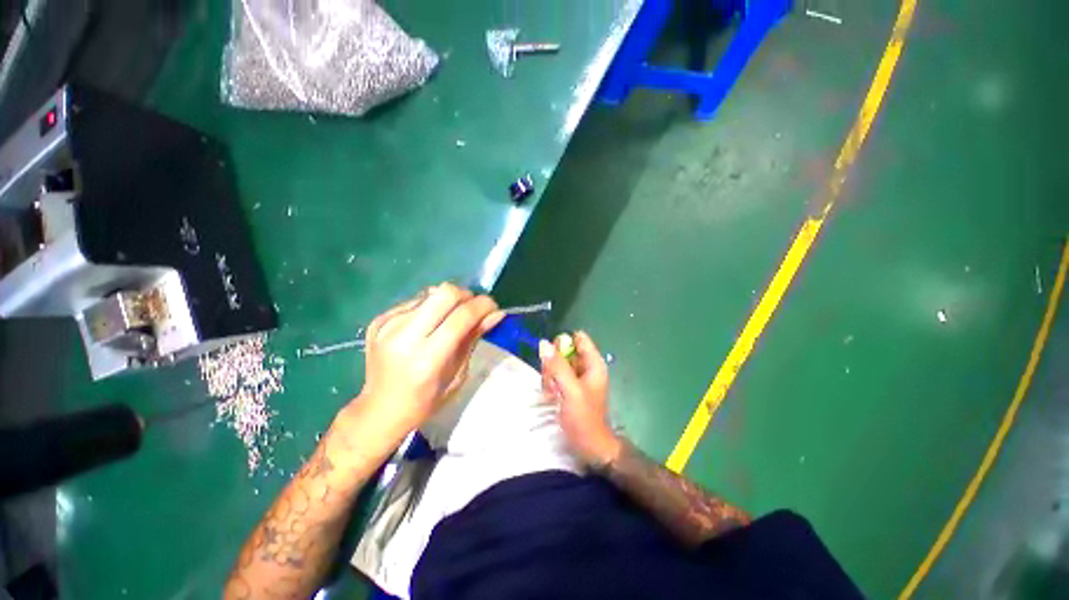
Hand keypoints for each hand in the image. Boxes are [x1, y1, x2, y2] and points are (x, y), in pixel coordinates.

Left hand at [355, 283, 503, 438]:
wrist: (379, 409)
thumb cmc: (426, 400)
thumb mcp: (458, 374)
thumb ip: (474, 338)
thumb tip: (496, 313)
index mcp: (427, 359)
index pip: (462, 316)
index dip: (483, 305)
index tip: (493, 307)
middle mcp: (404, 337)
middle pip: (445, 293)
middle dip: (466, 296)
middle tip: (472, 309)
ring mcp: (387, 325)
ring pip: (430, 293)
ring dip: (447, 302)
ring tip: (448, 319)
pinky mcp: (378, 320)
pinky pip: (414, 302)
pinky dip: (429, 308)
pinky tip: (427, 325)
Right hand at [539, 331, 620, 467]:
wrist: (590, 446)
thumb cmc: (584, 418)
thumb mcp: (570, 390)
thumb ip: (557, 366)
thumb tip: (544, 343)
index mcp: (593, 363)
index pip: (579, 338)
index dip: (563, 343)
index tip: (552, 357)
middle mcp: (586, 366)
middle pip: (564, 350)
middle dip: (553, 362)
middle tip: (552, 381)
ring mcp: (577, 377)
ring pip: (557, 363)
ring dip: (550, 375)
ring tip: (552, 392)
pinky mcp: (569, 386)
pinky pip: (555, 375)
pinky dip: (550, 383)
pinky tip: (551, 396)